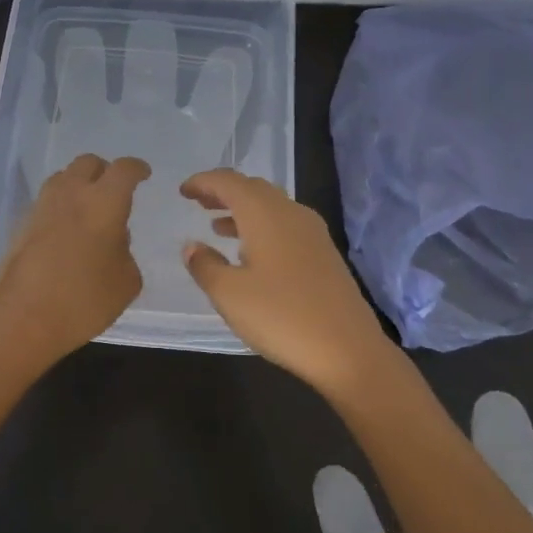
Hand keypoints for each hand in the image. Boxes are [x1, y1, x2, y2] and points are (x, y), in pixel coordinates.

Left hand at [0, 154, 149, 368]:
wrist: (20, 318)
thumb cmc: (84, 300)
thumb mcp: (126, 282)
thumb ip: (126, 252)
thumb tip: (114, 239)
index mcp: (104, 201)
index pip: (124, 170)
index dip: (136, 168)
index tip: (143, 174)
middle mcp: (71, 193)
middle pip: (88, 163)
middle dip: (104, 171)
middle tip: (114, 191)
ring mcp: (42, 206)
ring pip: (63, 179)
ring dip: (79, 186)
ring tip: (89, 210)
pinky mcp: (21, 224)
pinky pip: (47, 203)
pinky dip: (61, 208)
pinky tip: (67, 233)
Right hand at [179, 169, 394, 395]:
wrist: (349, 350)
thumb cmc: (281, 317)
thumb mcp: (229, 294)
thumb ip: (205, 265)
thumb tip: (192, 246)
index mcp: (265, 214)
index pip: (229, 182)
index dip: (204, 182)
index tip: (183, 191)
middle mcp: (291, 213)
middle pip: (253, 188)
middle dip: (223, 192)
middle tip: (198, 203)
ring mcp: (313, 233)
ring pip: (271, 207)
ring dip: (242, 210)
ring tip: (217, 226)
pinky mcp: (324, 254)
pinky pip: (285, 225)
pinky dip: (261, 227)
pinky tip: (251, 253)